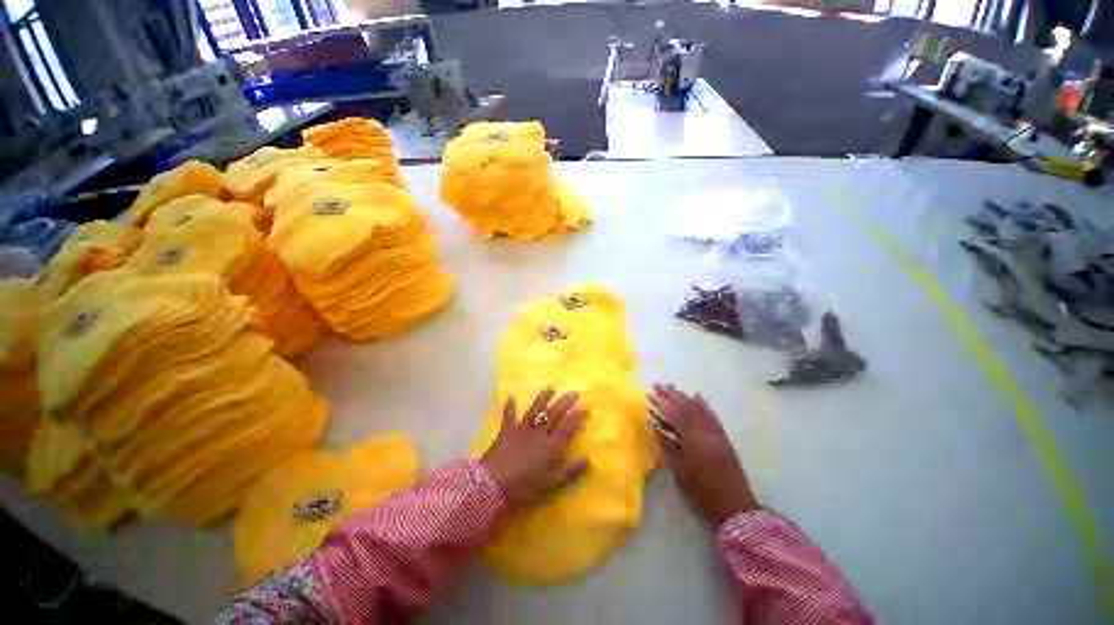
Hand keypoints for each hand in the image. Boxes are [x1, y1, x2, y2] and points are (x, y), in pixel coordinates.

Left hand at [480, 388, 589, 506]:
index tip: (585, 406)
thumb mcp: (551, 484)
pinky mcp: (506, 431)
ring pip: (535, 411)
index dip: (577, 417)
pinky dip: (510, 407)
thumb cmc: (524, 487)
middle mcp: (539, 433)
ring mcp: (522, 430)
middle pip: (554, 415)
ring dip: (543, 399)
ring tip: (551, 388)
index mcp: (551, 446)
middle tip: (573, 392)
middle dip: (565, 403)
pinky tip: (510, 397)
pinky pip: (508, 417)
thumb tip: (588, 459)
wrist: (493, 484)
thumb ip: (570, 471)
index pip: (568, 428)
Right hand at [650, 384, 759, 525]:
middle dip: (672, 394)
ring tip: (672, 388)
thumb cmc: (702, 492)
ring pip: (699, 409)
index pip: (675, 414)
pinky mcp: (723, 438)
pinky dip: (704, 405)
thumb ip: (668, 446)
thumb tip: (657, 427)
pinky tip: (698, 397)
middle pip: (687, 407)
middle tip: (658, 385)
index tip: (651, 393)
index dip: (663, 403)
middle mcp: (705, 432)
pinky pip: (712, 417)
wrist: (735, 507)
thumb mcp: (680, 471)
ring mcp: (716, 433)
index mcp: (692, 440)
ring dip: (685, 396)